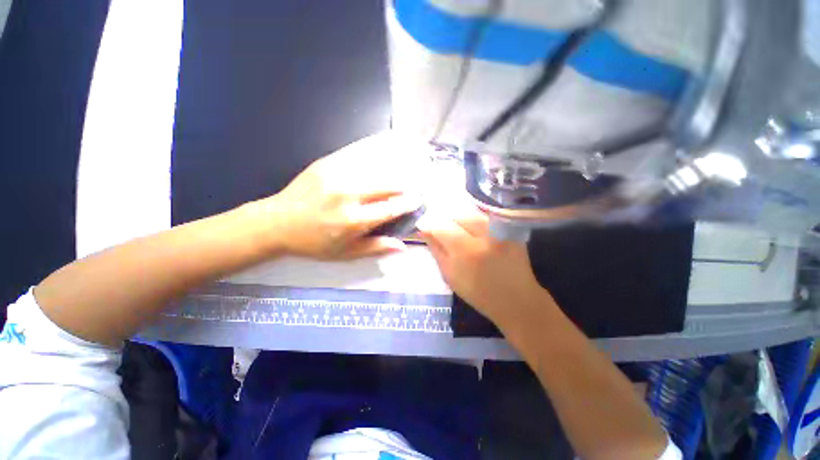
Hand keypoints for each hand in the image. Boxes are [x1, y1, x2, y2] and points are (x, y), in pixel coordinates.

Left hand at [247, 132, 425, 259]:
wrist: (277, 223)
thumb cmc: (314, 243)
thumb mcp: (346, 253)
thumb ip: (376, 248)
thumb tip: (403, 247)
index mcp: (354, 220)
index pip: (391, 208)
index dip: (408, 203)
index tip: (419, 199)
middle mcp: (348, 195)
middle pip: (387, 185)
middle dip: (404, 185)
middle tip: (414, 185)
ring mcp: (337, 176)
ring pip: (375, 168)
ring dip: (393, 170)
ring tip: (404, 169)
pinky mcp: (327, 163)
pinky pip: (357, 156)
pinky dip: (374, 156)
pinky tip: (383, 153)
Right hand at [417, 207, 553, 324]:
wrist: (515, 299)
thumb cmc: (478, 293)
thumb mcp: (450, 275)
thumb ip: (436, 250)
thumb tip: (423, 230)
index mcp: (465, 250)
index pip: (441, 226)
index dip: (429, 224)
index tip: (424, 227)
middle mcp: (483, 234)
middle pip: (456, 215)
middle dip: (445, 221)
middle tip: (442, 231)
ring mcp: (499, 229)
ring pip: (471, 213)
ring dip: (460, 220)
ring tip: (459, 232)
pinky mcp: (510, 228)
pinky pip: (485, 216)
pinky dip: (474, 220)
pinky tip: (474, 231)